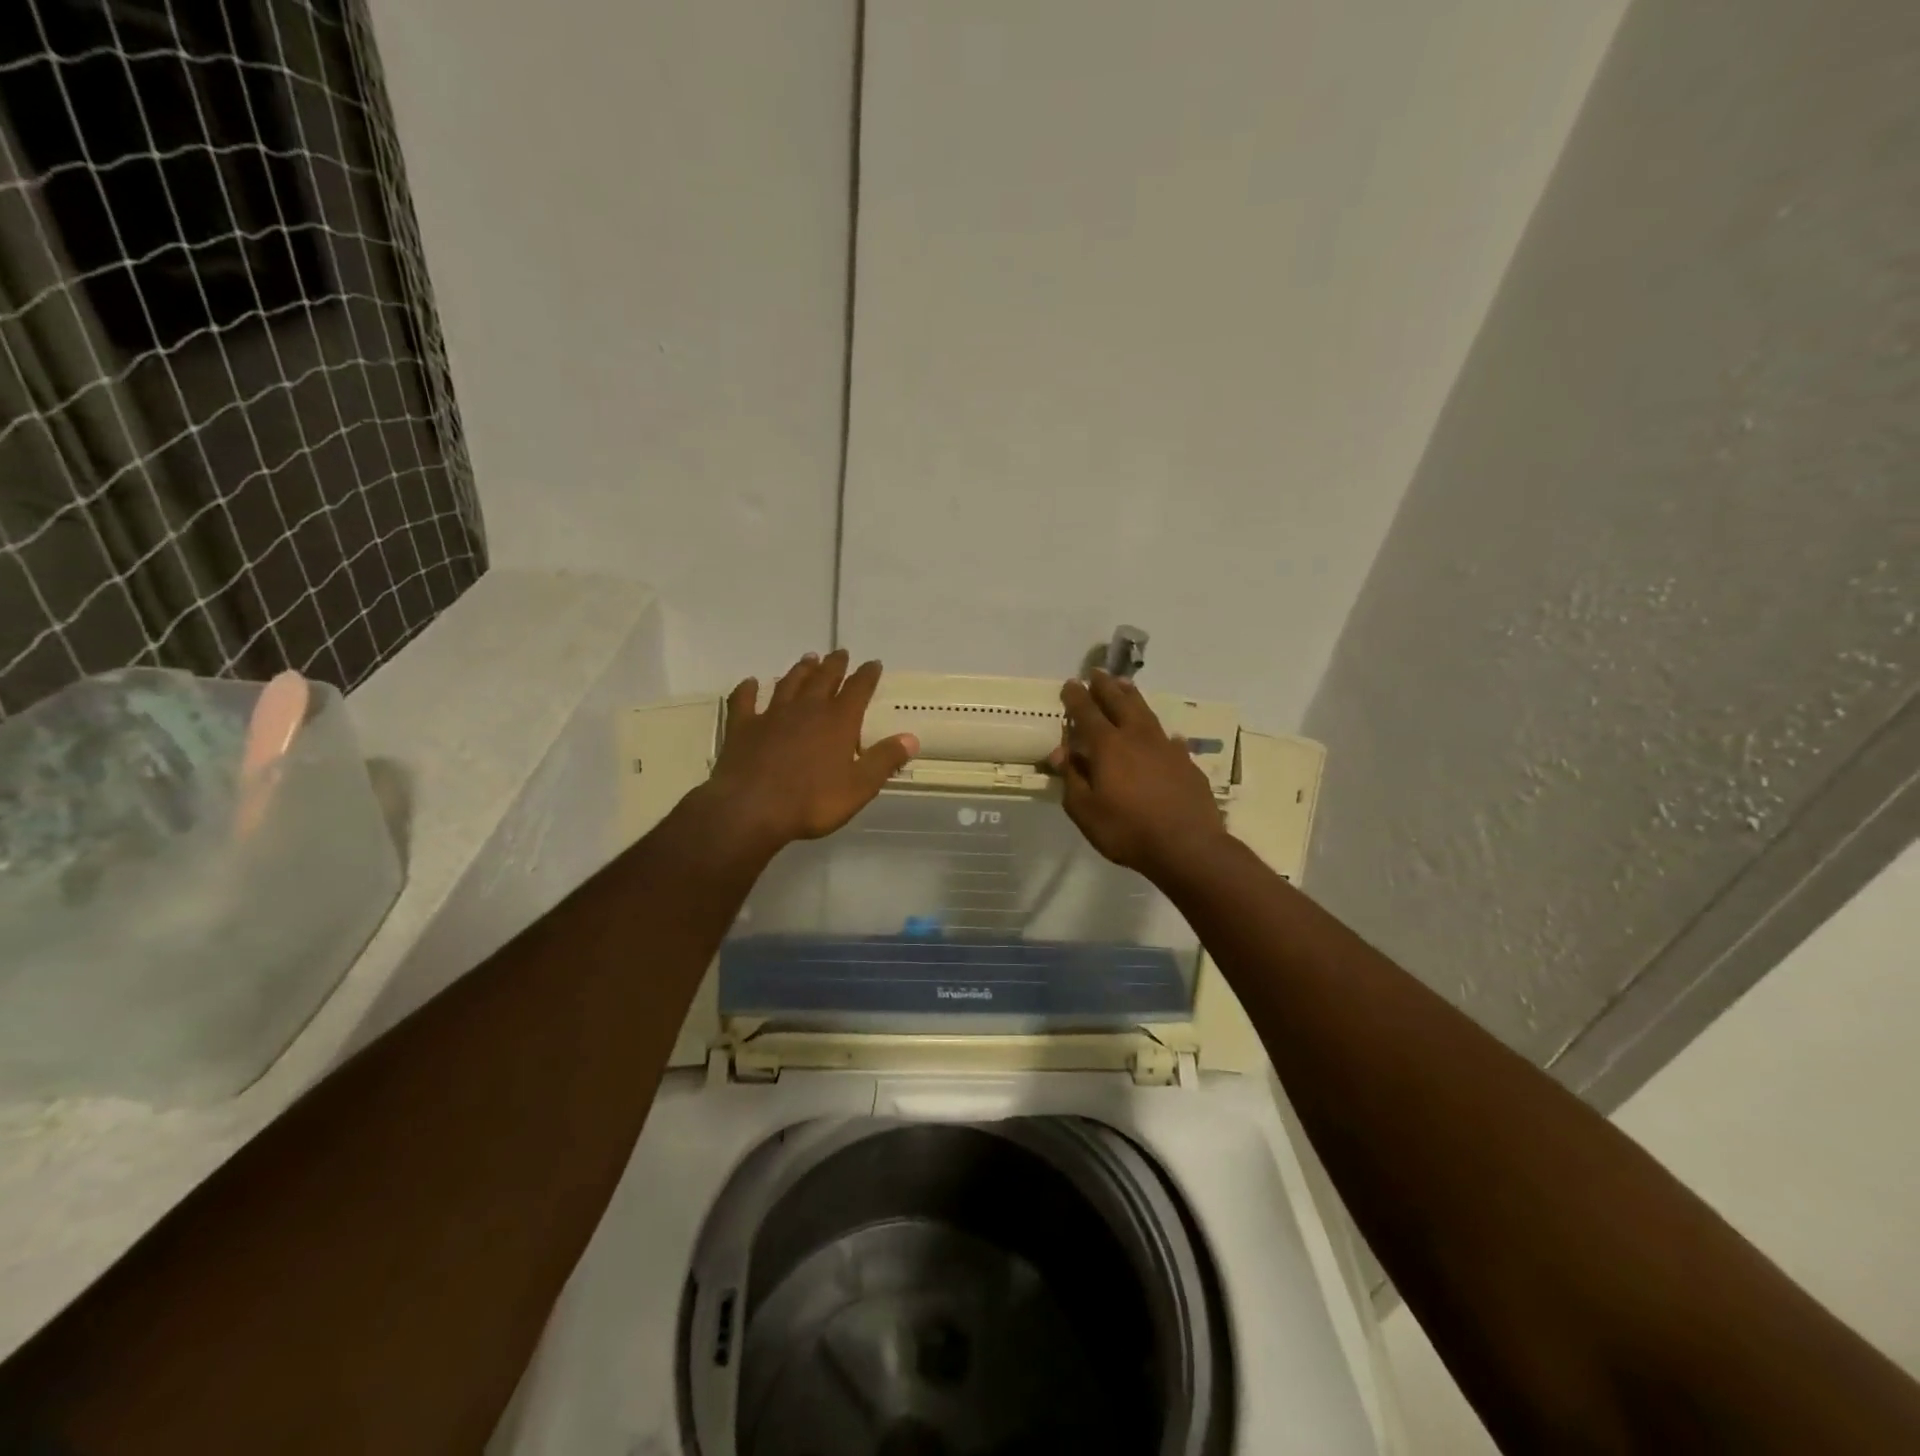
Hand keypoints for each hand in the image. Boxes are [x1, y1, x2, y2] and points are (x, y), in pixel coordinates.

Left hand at [704, 650, 917, 852]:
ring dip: (800, 670)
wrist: (751, 809)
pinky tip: (750, 682)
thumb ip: (884, 760)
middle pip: (823, 679)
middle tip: (840, 653)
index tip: (873, 663)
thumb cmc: (812, 801)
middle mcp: (806, 710)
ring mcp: (771, 715)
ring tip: (808, 659)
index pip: (858, 690)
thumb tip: (911, 738)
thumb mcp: (859, 787)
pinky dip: (747, 689)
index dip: (867, 675)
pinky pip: (744, 701)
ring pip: (789, 684)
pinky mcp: (742, 727)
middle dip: (834, 665)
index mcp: (838, 722)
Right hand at [1048, 670, 1226, 876]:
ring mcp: (1166, 748)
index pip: (1087, 713)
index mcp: (1108, 746)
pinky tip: (1167, 736)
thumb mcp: (1085, 810)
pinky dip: (1162, 734)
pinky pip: (1171, 740)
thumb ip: (1072, 778)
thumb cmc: (1127, 830)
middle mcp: (1137, 738)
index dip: (1076, 697)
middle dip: (1106, 687)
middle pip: (1120, 703)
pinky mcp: (1187, 763)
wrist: (1188, 846)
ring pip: (1146, 713)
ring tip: (1126, 686)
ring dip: (1133, 697)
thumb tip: (1060, 752)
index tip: (1070, 683)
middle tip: (1097, 673)